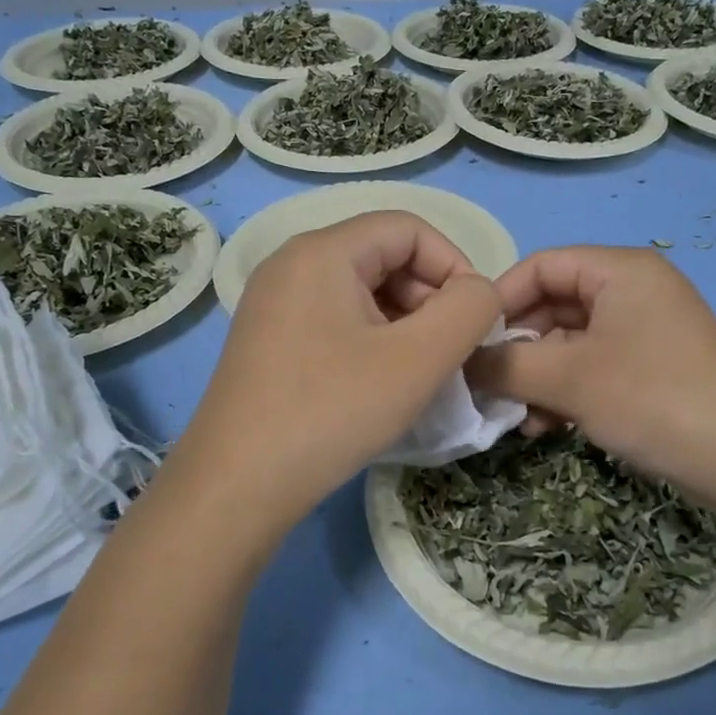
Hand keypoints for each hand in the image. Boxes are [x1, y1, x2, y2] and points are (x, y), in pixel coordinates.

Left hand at [171, 211, 499, 531]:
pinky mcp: (267, 340)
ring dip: (404, 324)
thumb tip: (479, 292)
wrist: (236, 486)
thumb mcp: (419, 359)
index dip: (455, 265)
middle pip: (384, 257)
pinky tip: (381, 384)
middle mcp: (291, 264)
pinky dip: (372, 341)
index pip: (409, 229)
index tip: (474, 321)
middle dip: (430, 298)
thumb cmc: (332, 412)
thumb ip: (469, 310)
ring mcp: (273, 303)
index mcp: (323, 252)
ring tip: (421, 374)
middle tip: (450, 354)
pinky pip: (335, 319)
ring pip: (361, 292)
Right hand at [468, 247, 715, 506]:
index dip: (500, 299)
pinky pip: (595, 365)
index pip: (542, 265)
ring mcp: (647, 329)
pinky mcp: (654, 366)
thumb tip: (462, 362)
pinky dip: (567, 390)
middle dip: (518, 347)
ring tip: (519, 418)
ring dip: (538, 377)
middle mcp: (634, 290)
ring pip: (571, 342)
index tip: (469, 340)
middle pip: (554, 305)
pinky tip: (548, 427)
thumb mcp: (567, 379)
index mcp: (620, 270)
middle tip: (490, 385)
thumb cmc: (650, 398)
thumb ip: (506, 365)